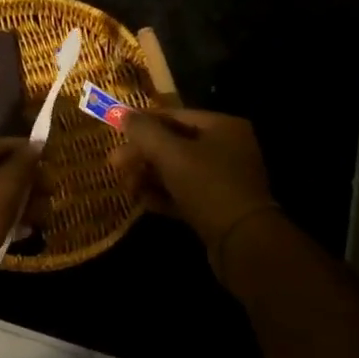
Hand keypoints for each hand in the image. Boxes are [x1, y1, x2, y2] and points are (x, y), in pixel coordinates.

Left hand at [0, 140, 38, 276]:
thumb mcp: (4, 187)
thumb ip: (23, 165)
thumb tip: (37, 145)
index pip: (1, 146)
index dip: (29, 154)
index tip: (55, 166)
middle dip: (27, 184)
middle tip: (50, 198)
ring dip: (19, 205)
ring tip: (43, 219)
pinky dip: (5, 221)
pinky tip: (24, 232)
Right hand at [111, 109, 277, 252]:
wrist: (243, 243)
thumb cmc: (208, 186)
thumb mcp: (171, 154)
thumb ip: (144, 131)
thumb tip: (122, 113)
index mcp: (223, 127)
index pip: (175, 115)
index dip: (143, 122)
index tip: (116, 131)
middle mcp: (227, 149)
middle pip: (174, 144)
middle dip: (143, 155)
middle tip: (114, 165)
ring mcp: (224, 180)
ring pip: (177, 171)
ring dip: (149, 177)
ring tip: (126, 187)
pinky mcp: (218, 208)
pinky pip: (185, 194)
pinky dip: (163, 195)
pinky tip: (142, 201)